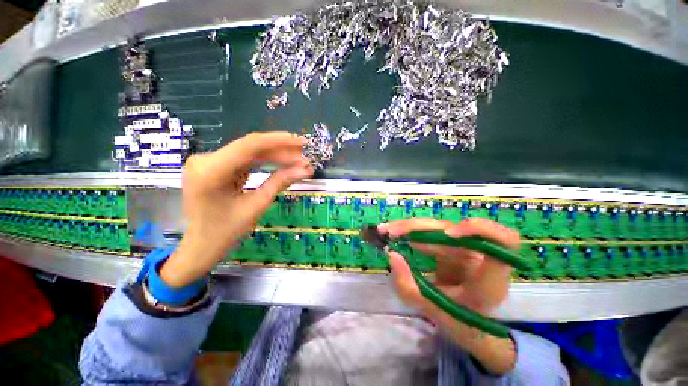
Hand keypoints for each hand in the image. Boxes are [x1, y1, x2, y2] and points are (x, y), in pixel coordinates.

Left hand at [159, 132, 312, 287]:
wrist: (201, 245)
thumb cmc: (226, 231)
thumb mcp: (257, 206)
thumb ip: (280, 182)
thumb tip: (305, 170)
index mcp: (210, 171)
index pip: (250, 145)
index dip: (279, 141)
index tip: (302, 142)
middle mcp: (205, 159)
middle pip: (251, 147)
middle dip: (281, 151)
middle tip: (305, 155)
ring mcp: (208, 161)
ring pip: (250, 152)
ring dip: (276, 155)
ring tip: (299, 159)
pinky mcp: (215, 165)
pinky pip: (245, 159)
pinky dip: (265, 161)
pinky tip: (282, 162)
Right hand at [380, 218, 519, 374]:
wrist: (470, 326)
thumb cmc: (460, 323)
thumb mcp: (433, 311)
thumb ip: (409, 287)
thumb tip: (392, 255)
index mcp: (490, 279)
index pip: (504, 241)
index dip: (480, 229)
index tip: (449, 234)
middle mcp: (481, 258)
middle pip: (455, 229)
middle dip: (420, 228)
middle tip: (391, 232)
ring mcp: (466, 249)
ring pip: (439, 227)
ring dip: (411, 227)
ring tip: (388, 231)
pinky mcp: (452, 246)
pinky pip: (432, 233)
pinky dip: (412, 232)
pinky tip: (395, 233)